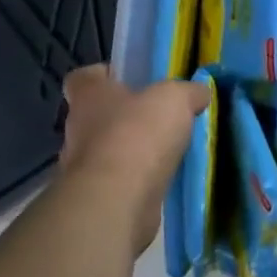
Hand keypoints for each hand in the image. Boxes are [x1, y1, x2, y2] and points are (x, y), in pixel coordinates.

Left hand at [54, 67, 210, 259]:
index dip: (105, 76)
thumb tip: (199, 93)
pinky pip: (120, 181)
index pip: (83, 77)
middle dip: (127, 117)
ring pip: (109, 151)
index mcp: (89, 96)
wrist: (117, 200)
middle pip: (98, 116)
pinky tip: (165, 179)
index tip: (131, 81)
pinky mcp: (96, 198)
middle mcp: (77, 129)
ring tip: (170, 151)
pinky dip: (138, 180)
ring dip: (133, 152)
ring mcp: (82, 168)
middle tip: (162, 118)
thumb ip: (188, 93)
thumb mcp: (176, 99)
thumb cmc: (138, 133)